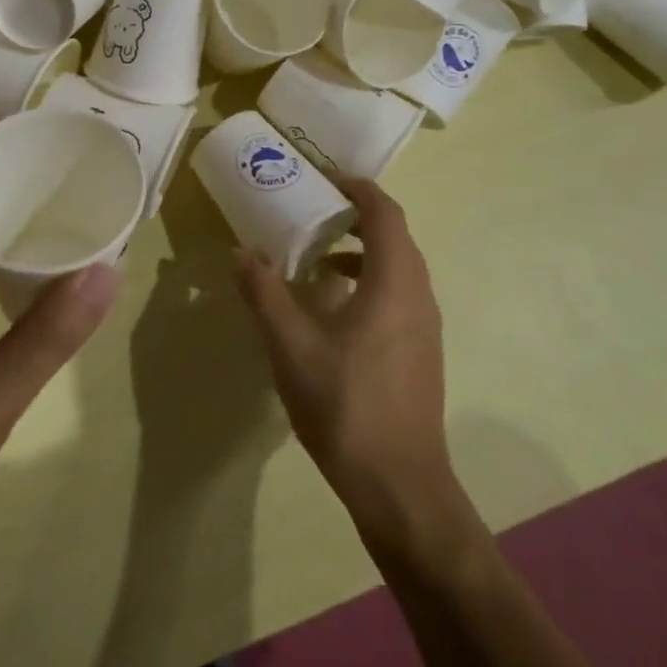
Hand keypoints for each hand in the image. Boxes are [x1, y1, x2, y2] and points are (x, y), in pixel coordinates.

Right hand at [235, 176, 467, 553]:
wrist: (400, 487)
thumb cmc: (346, 406)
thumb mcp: (291, 346)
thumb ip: (265, 293)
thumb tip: (240, 252)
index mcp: (394, 283)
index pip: (384, 213)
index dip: (357, 189)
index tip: (324, 179)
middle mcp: (418, 295)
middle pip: (395, 236)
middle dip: (357, 215)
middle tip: (314, 210)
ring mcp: (425, 326)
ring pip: (398, 267)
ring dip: (362, 250)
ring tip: (317, 257)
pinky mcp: (421, 351)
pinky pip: (398, 294)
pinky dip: (369, 280)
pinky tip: (334, 307)